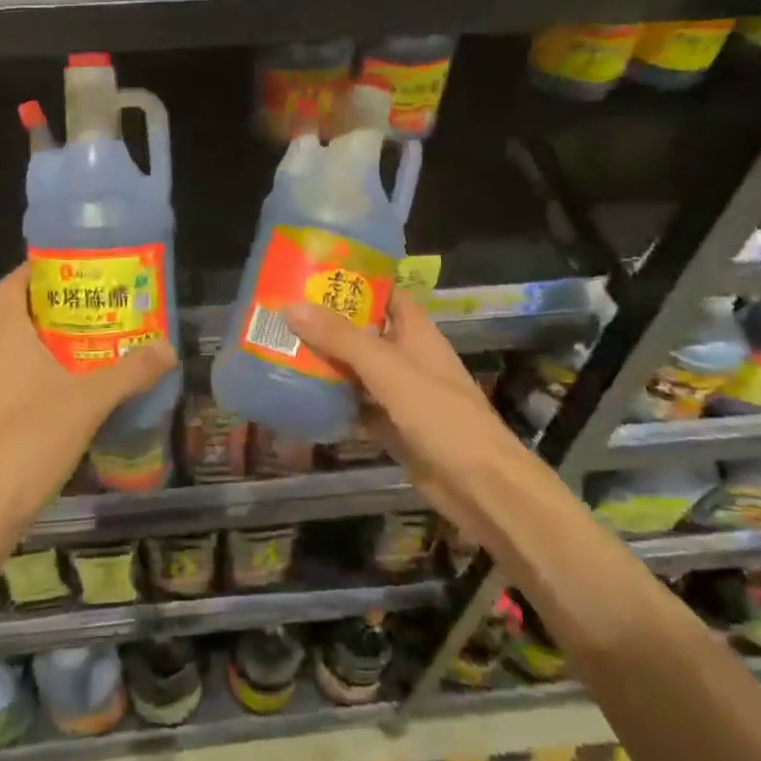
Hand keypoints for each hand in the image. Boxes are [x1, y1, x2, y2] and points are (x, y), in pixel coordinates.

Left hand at [0, 265, 177, 534]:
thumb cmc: (30, 440)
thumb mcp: (89, 401)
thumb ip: (130, 372)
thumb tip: (169, 347)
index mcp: (8, 339)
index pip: (11, 286)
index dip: (35, 268)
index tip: (70, 262)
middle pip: (23, 315)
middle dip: (60, 304)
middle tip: (101, 299)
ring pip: (26, 349)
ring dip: (58, 340)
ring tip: (101, 337)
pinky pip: (27, 379)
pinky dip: (53, 371)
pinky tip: (84, 386)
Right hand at [285, 290, 520, 546]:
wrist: (480, 486)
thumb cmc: (440, 415)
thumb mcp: (387, 369)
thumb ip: (341, 339)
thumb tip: (291, 307)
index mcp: (415, 331)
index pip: (384, 292)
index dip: (353, 280)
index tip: (312, 273)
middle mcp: (406, 356)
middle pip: (362, 331)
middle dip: (327, 323)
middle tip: (280, 312)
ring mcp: (399, 392)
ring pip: (356, 369)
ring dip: (325, 362)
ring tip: (280, 348)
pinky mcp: (392, 425)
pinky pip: (356, 406)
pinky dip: (332, 402)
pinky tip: (298, 398)